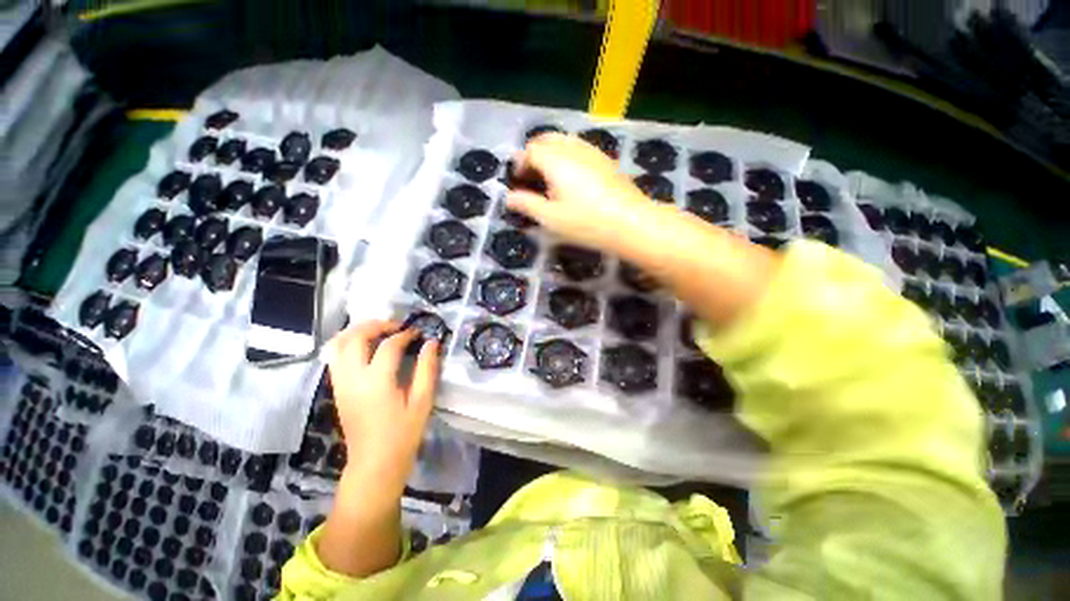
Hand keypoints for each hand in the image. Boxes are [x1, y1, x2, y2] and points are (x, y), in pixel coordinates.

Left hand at [326, 320, 440, 497]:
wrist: (374, 463)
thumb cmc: (403, 433)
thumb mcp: (422, 401)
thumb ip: (427, 369)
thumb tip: (432, 343)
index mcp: (377, 382)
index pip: (389, 346)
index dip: (405, 335)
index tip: (418, 333)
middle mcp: (353, 379)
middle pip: (356, 338)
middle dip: (376, 325)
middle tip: (396, 325)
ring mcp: (341, 384)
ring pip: (338, 345)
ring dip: (357, 331)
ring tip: (378, 329)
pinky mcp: (337, 389)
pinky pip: (334, 357)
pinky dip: (347, 343)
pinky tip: (364, 345)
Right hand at [506, 133, 652, 252]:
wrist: (631, 223)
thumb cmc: (586, 223)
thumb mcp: (551, 218)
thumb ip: (527, 204)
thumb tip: (508, 197)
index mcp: (556, 160)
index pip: (531, 150)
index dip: (520, 163)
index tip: (518, 181)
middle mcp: (573, 148)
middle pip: (547, 139)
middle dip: (534, 153)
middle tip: (531, 175)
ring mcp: (592, 152)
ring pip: (565, 141)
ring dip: (551, 153)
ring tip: (549, 177)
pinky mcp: (606, 160)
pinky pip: (580, 149)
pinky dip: (568, 156)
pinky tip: (572, 178)